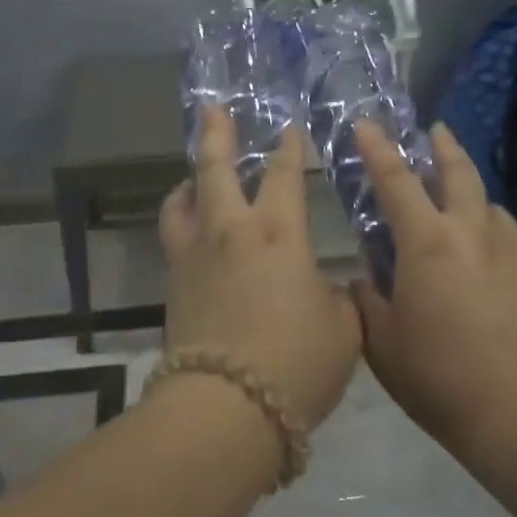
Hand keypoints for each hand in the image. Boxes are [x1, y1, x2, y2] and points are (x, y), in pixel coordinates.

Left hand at [158, 108, 361, 432]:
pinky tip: (191, 231)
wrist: (225, 408)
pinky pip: (174, 236)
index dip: (290, 148)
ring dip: (190, 180)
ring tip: (194, 176)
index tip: (290, 128)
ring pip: (182, 200)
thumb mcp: (342, 330)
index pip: (284, 175)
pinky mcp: (173, 284)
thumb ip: (339, 299)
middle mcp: (230, 230)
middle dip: (216, 134)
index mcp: (277, 232)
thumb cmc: (295, 362)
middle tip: (213, 108)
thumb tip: (326, 289)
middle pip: (215, 168)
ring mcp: (194, 255)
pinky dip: (181, 220)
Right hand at [351, 123, 516, 458]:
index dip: (377, 149)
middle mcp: (472, 234)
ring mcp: (514, 254)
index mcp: (426, 243)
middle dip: (445, 147)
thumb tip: (363, 279)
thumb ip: (366, 301)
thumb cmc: (438, 377)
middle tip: (437, 131)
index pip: (396, 181)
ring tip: (466, 205)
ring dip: (475, 198)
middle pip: (460, 174)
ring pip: (493, 208)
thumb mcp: (382, 343)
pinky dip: (498, 242)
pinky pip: (515, 246)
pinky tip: (495, 267)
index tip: (366, 124)